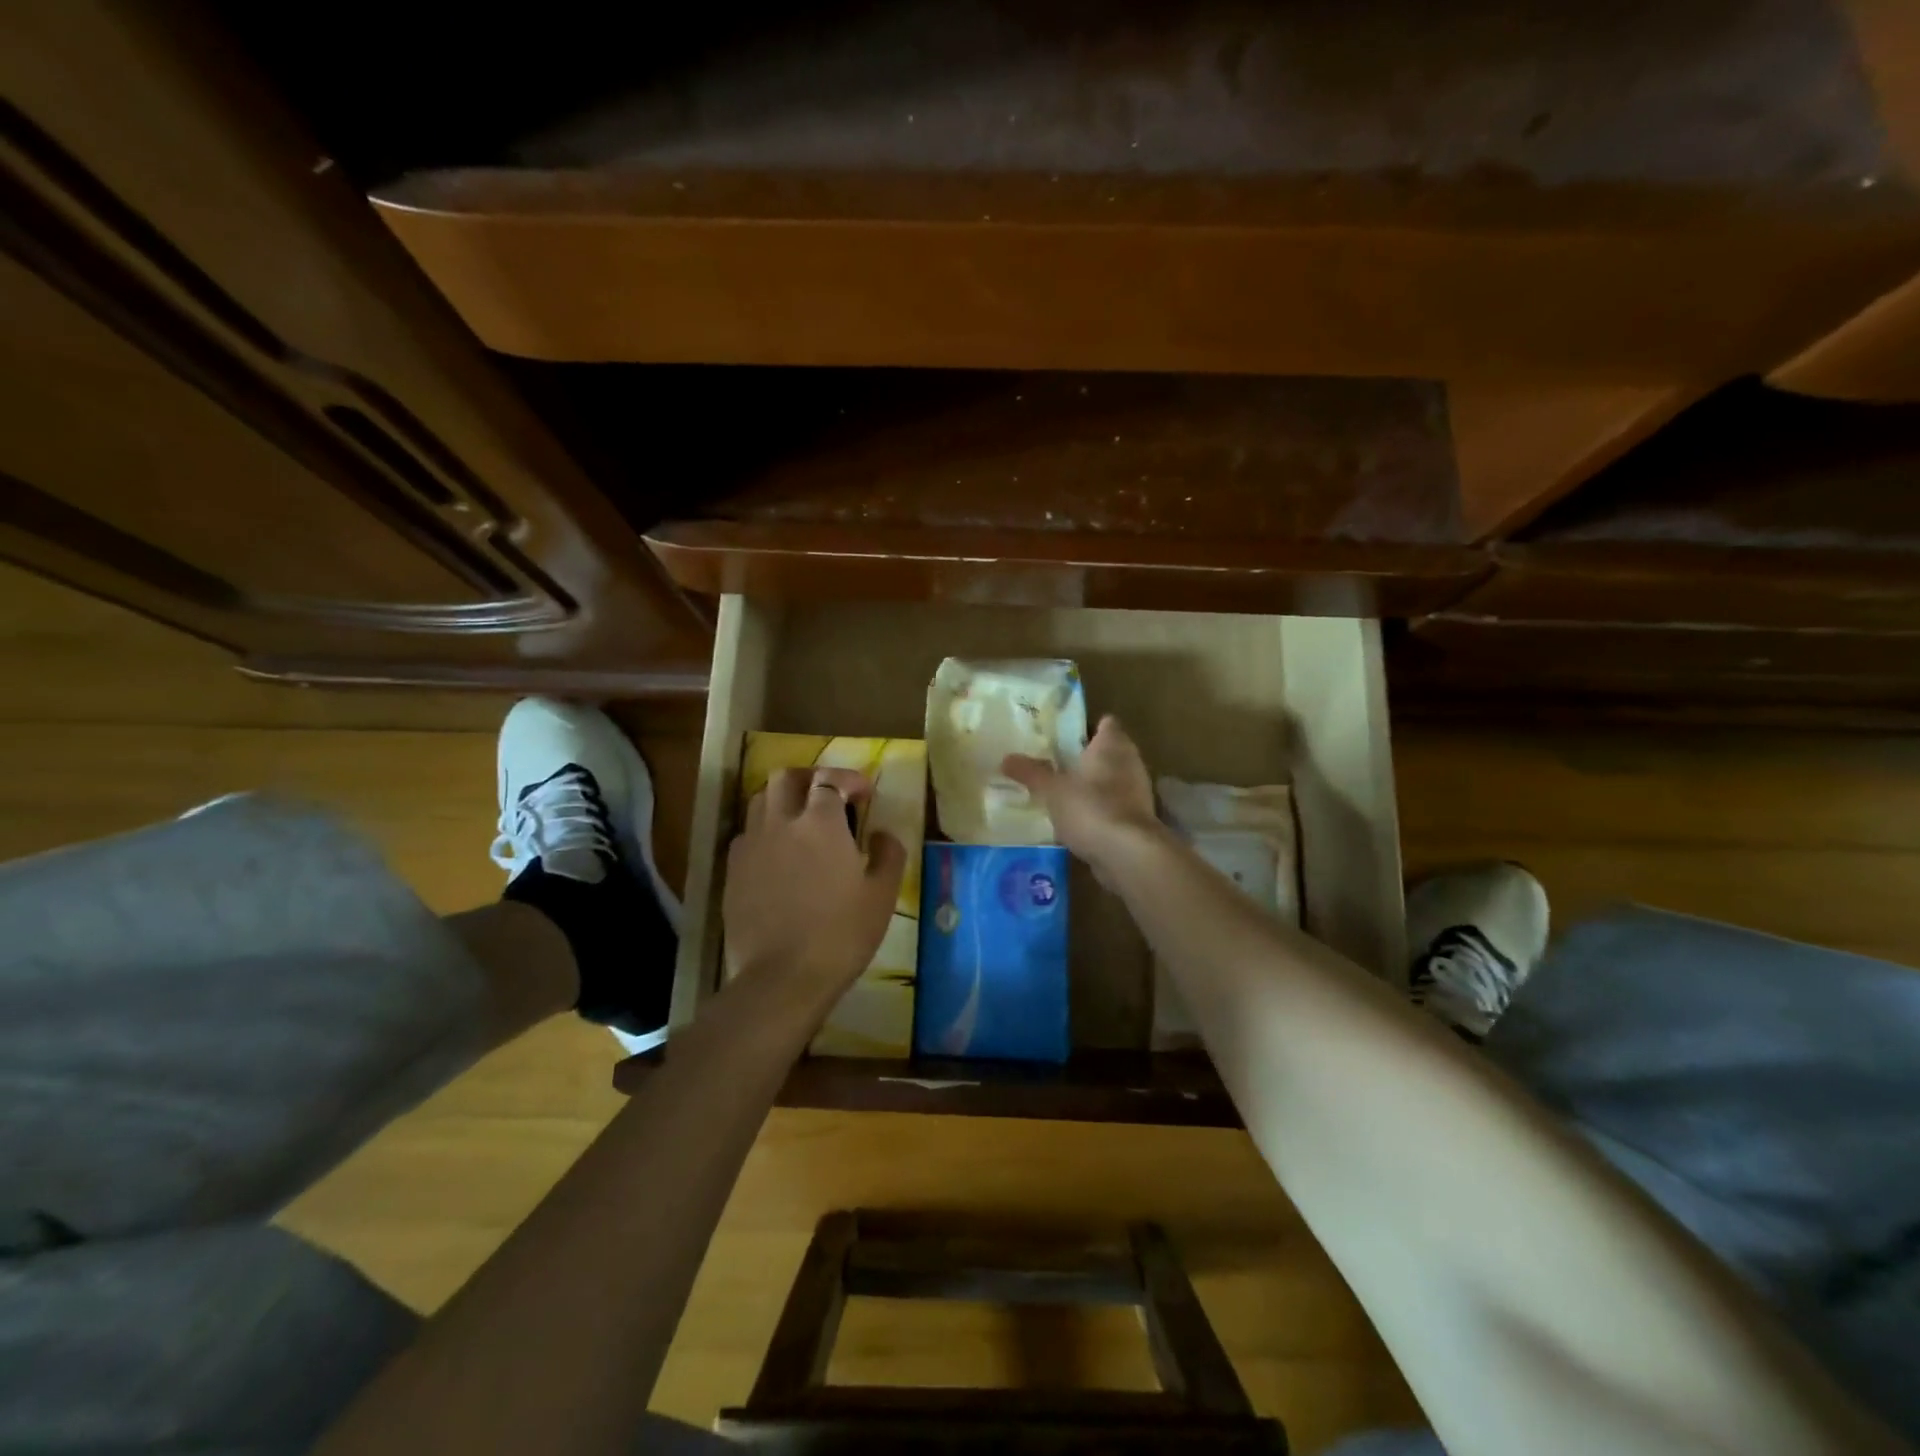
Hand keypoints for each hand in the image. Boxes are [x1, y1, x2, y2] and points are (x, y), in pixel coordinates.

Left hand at [723, 767, 905, 992]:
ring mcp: (751, 845)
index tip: (864, 794)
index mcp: (820, 823)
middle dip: (809, 778)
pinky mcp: (732, 871)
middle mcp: (780, 822)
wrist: (782, 978)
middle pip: (786, 778)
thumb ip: (888, 854)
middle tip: (829, 796)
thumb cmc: (841, 934)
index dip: (848, 780)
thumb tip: (882, 834)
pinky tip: (779, 855)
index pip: (829, 780)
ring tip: (801, 821)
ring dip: (783, 800)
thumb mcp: (882, 895)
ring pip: (760, 801)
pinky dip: (765, 831)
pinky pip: (747, 834)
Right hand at [1003, 715, 1159, 871]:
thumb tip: (1006, 758)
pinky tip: (1078, 820)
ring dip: (1094, 785)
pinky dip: (1100, 810)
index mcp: (1112, 745)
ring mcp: (1137, 792)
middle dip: (1086, 757)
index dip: (1087, 726)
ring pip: (1113, 780)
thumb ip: (1030, 773)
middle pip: (1110, 752)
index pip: (1105, 724)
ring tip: (1064, 792)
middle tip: (1056, 762)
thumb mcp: (1052, 790)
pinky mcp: (1138, 820)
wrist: (1128, 854)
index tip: (1064, 734)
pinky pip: (1115, 806)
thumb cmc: (1090, 808)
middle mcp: (1130, 763)